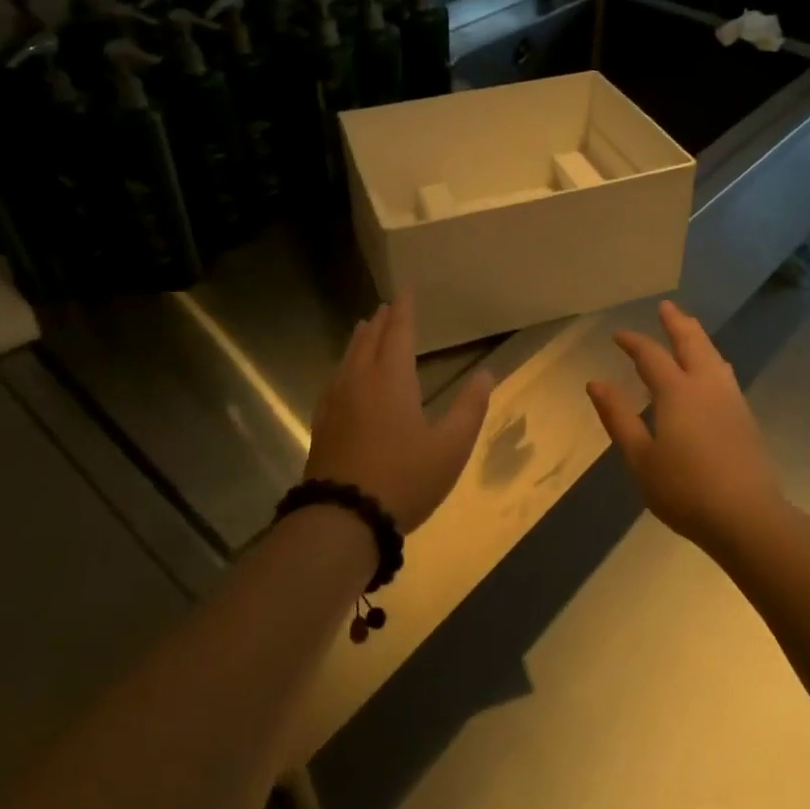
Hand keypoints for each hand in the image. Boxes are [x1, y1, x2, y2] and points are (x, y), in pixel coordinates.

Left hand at [305, 293, 492, 533]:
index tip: (404, 290)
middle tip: (386, 307)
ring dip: (359, 340)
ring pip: (348, 359)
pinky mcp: (323, 424)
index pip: (398, 332)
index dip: (403, 310)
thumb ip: (470, 408)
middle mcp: (360, 381)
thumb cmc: (404, 479)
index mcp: (391, 379)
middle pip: (368, 341)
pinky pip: (334, 380)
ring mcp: (336, 402)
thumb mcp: (450, 447)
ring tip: (364, 329)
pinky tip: (343, 377)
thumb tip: (486, 374)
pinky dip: (344, 366)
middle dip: (380, 322)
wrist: (343, 518)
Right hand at [587, 301, 783, 548]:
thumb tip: (596, 383)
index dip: (633, 342)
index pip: (651, 355)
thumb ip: (618, 417)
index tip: (618, 335)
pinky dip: (712, 359)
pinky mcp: (745, 417)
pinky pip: (724, 373)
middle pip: (691, 342)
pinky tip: (713, 369)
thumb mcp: (640, 458)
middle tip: (666, 307)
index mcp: (676, 392)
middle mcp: (706, 386)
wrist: (748, 517)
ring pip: (713, 355)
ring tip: (689, 328)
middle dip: (676, 323)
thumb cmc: (685, 489)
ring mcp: (730, 400)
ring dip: (698, 337)